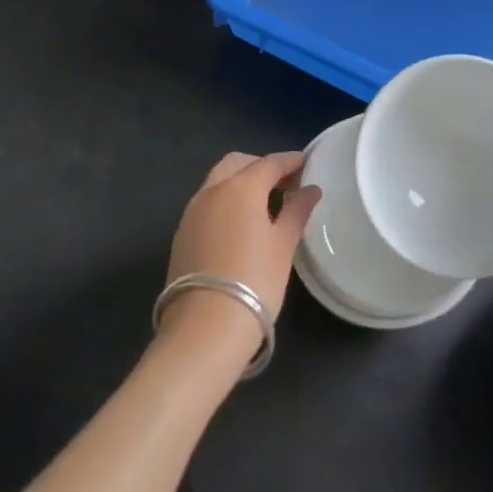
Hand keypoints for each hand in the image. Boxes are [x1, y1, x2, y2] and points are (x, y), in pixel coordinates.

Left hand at [161, 152, 320, 358]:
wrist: (204, 331)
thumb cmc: (254, 282)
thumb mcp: (283, 245)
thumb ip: (297, 211)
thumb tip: (310, 190)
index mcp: (240, 187)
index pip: (269, 162)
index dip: (290, 161)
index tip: (306, 163)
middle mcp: (211, 191)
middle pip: (237, 163)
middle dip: (261, 166)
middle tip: (284, 183)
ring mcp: (191, 213)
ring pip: (218, 181)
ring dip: (241, 182)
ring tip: (265, 204)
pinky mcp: (181, 235)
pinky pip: (207, 203)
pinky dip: (226, 201)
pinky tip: (241, 224)